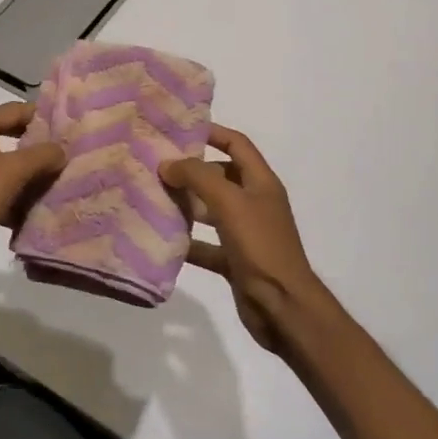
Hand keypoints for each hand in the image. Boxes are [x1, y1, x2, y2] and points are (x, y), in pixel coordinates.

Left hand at [0, 102, 65, 283]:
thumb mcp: (14, 172)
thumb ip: (42, 155)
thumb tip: (61, 150)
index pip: (12, 109)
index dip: (39, 116)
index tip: (63, 126)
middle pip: (3, 133)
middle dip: (30, 144)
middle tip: (56, 152)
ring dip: (19, 169)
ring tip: (45, 179)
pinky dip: (4, 189)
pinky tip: (22, 206)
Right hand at [161, 124, 327, 354]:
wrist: (284, 308)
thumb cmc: (261, 246)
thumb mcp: (230, 203)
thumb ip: (198, 178)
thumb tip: (167, 164)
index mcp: (261, 182)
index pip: (237, 144)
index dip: (212, 133)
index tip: (180, 129)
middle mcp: (254, 203)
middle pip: (221, 176)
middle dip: (192, 170)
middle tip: (157, 166)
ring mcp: (245, 233)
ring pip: (211, 210)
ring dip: (187, 204)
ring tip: (154, 197)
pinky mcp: (235, 260)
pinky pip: (207, 244)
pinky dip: (188, 242)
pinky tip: (162, 240)